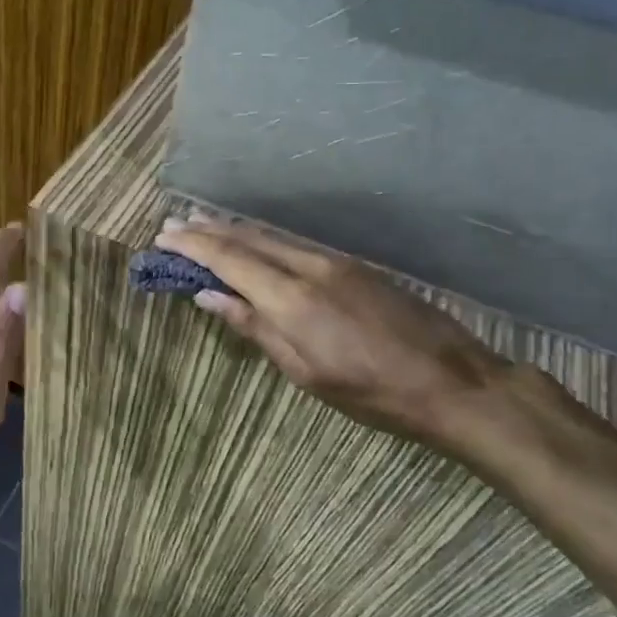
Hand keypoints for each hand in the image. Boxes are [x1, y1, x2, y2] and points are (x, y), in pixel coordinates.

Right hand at [155, 213, 510, 451]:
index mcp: (292, 298)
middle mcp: (310, 267)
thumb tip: (210, 298)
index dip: (193, 246)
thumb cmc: (371, 392)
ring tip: (205, 227)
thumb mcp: (305, 372)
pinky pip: (296, 245)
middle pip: (249, 238)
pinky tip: (256, 245)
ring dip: (236, 231)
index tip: (164, 235)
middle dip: (209, 229)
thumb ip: (255, 328)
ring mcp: (337, 262)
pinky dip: (265, 242)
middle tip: (175, 223)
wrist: (452, 381)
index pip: (229, 259)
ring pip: (273, 238)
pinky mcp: (355, 267)